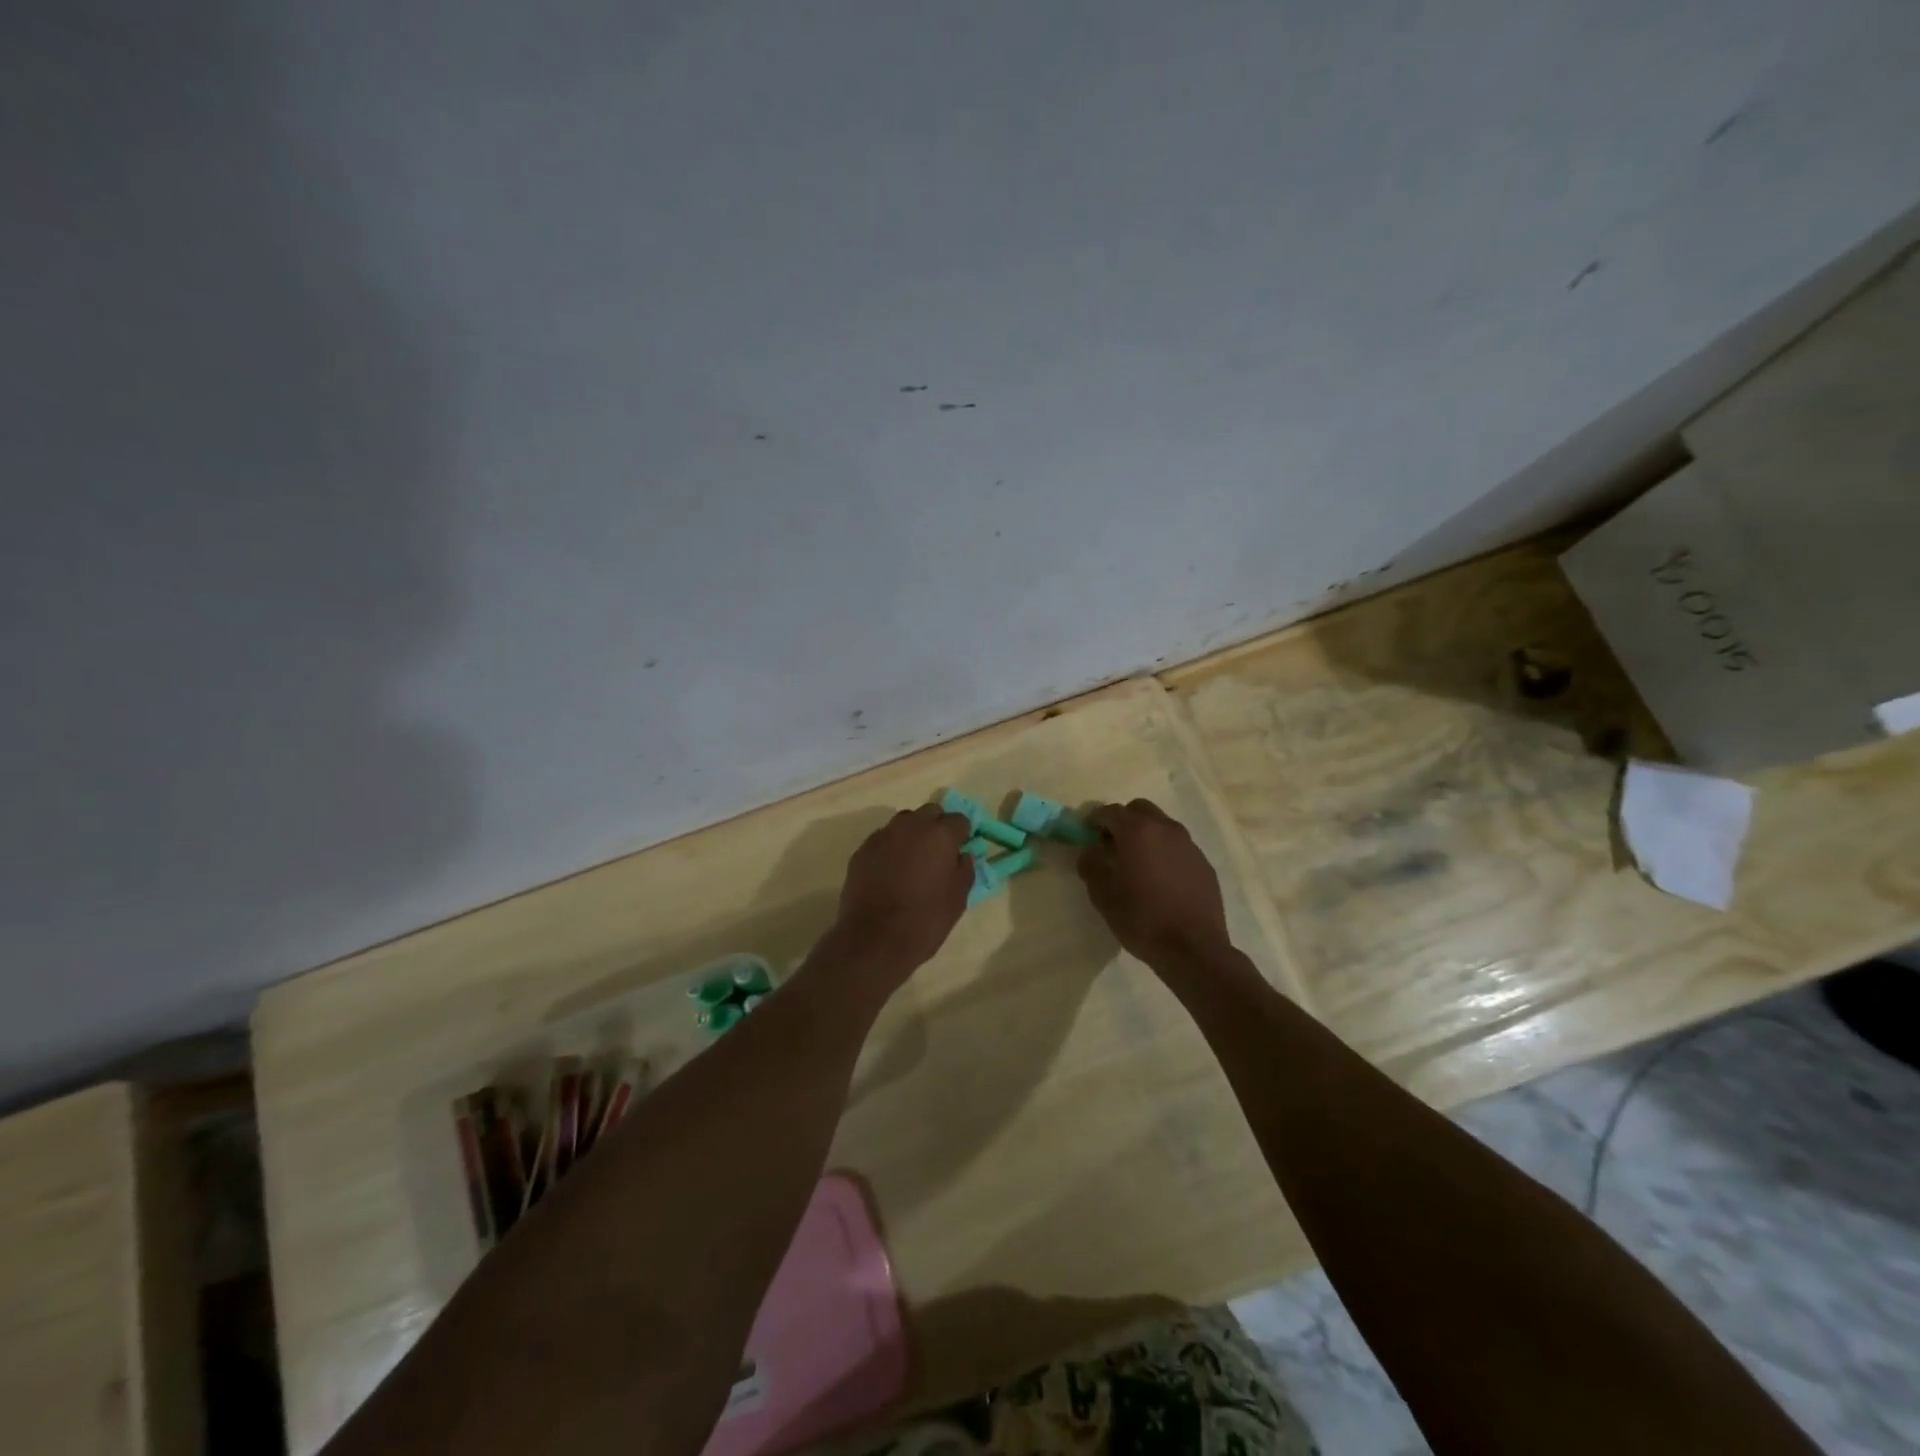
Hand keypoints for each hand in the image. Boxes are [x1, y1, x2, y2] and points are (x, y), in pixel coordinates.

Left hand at [825, 805, 972, 983]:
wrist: (875, 939)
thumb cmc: (925, 920)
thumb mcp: (958, 899)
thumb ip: (964, 870)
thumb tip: (962, 855)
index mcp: (940, 835)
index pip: (959, 819)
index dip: (962, 834)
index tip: (961, 849)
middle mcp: (912, 826)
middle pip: (930, 813)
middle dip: (937, 826)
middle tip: (938, 852)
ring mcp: (883, 835)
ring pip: (904, 822)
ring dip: (913, 834)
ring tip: (913, 860)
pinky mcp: (862, 849)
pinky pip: (883, 839)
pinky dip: (891, 848)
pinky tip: (890, 871)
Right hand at [1079, 799, 1232, 969]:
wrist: (1193, 949)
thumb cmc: (1142, 919)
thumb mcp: (1103, 895)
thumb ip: (1091, 865)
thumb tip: (1090, 851)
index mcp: (1138, 832)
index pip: (1111, 811)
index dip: (1095, 819)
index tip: (1087, 833)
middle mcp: (1166, 829)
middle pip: (1140, 810)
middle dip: (1123, 821)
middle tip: (1112, 844)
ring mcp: (1189, 845)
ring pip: (1162, 826)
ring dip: (1146, 835)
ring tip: (1137, 862)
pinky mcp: (1204, 863)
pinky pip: (1179, 847)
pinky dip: (1165, 852)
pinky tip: (1160, 879)